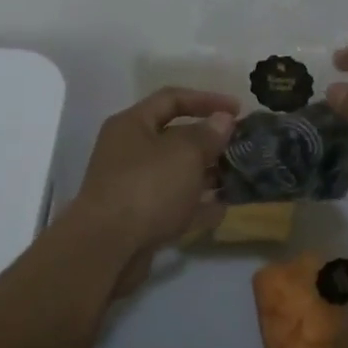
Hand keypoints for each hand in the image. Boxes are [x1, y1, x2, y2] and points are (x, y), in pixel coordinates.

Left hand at [72, 88, 239, 287]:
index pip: (172, 98)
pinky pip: (175, 204)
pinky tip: (224, 208)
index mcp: (132, 124)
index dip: (207, 99)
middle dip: (209, 140)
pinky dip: (197, 205)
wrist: (107, 248)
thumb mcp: (185, 153)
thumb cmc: (147, 187)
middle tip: (241, 145)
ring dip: (207, 174)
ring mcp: (133, 186)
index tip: (238, 109)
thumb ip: (208, 134)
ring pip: (176, 173)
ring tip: (238, 176)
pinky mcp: (139, 219)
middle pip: (174, 137)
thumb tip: (222, 120)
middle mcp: (129, 151)